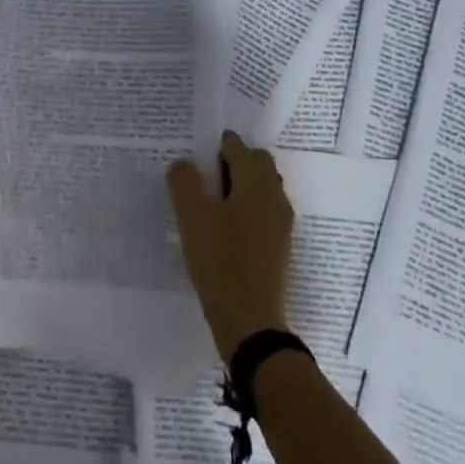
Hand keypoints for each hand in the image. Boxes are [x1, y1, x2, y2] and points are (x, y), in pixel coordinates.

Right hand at [167, 131, 294, 360]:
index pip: (238, 147)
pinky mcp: (278, 246)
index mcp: (256, 183)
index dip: (217, 143)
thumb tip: (183, 164)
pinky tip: (224, 225)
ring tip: (210, 199)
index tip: (196, 149)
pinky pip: (263, 211)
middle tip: (203, 172)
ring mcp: (281, 224)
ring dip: (241, 184)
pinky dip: (246, 206)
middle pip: (257, 164)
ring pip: (262, 188)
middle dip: (234, 160)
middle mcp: (274, 197)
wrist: (250, 320)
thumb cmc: (220, 261)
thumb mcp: (193, 217)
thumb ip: (185, 182)